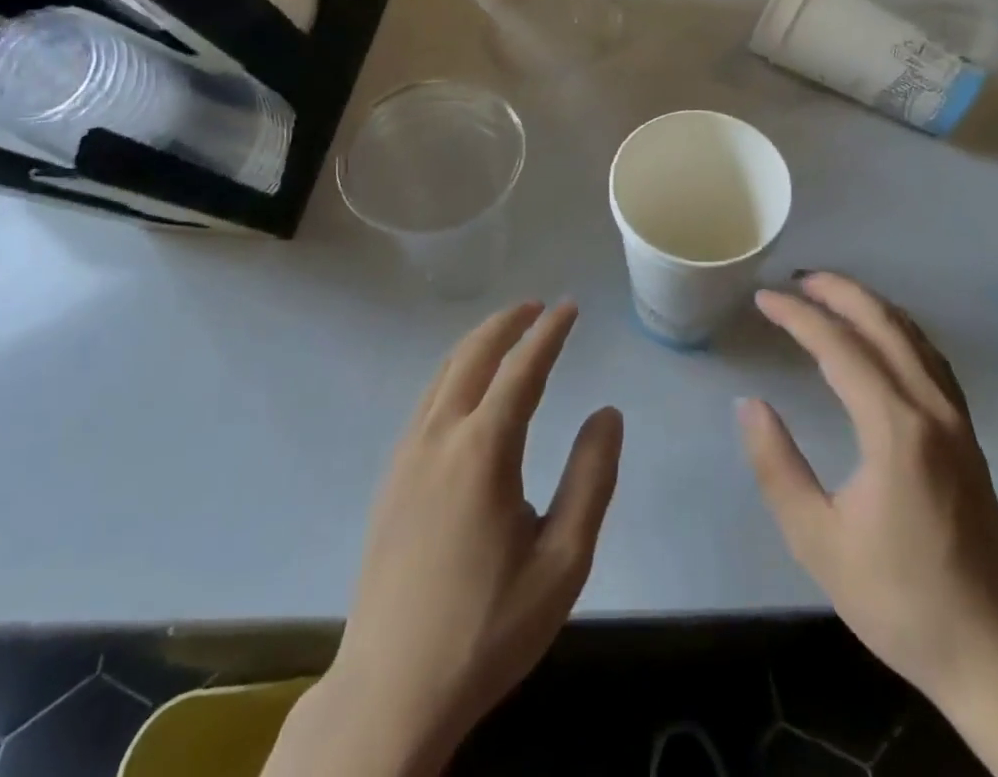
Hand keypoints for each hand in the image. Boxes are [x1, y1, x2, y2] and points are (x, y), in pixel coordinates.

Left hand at [279, 301, 621, 776]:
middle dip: (507, 322)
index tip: (569, 307)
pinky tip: (466, 389)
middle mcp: (439, 436)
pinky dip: (453, 372)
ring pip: (443, 374)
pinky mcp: (390, 478)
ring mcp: (407, 455)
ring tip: (506, 332)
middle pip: (473, 355)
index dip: (548, 332)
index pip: (522, 368)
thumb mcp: (562, 562)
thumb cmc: (487, 627)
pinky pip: (426, 401)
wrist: (391, 691)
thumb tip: (607, 413)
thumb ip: (590, 480)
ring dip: (477, 343)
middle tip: (537, 306)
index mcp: (483, 450)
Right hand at [736, 273, 997, 704]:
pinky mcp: (967, 433)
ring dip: (868, 304)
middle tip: (794, 280)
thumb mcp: (818, 542)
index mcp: (895, 430)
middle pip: (883, 323)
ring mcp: (956, 418)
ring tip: (827, 294)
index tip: (763, 299)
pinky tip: (879, 334)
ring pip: (912, 334)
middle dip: (837, 291)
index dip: (798, 316)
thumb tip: (750, 405)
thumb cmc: (899, 599)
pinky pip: (929, 357)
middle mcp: (931, 409)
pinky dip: (897, 329)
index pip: (840, 347)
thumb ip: (777, 467)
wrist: (993, 650)